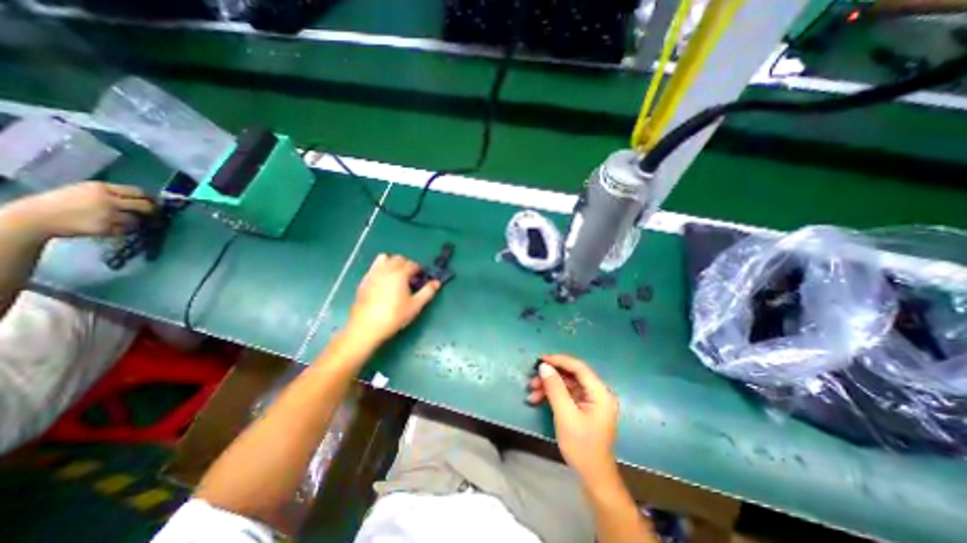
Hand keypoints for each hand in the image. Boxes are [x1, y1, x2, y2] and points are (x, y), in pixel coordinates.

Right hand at [1, 180, 154, 236]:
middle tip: (153, 214)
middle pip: (145, 206)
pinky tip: (116, 228)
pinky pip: (127, 229)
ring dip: (137, 222)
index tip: (152, 202)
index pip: (138, 192)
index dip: (147, 198)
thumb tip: (141, 198)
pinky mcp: (108, 228)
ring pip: (138, 219)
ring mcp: (109, 215)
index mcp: (101, 188)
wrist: (36, 217)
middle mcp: (108, 200)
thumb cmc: (61, 202)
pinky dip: (125, 229)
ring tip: (129, 221)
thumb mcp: (85, 190)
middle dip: (152, 210)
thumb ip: (111, 193)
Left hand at [346, 255, 440, 347]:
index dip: (419, 270)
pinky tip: (384, 282)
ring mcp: (373, 273)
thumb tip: (437, 282)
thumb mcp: (415, 306)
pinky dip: (382, 268)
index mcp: (400, 274)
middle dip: (407, 264)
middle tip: (411, 278)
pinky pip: (374, 267)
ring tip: (397, 276)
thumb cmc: (394, 316)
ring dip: (393, 263)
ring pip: (384, 259)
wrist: (366, 326)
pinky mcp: (364, 280)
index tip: (421, 278)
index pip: (412, 264)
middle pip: (399, 259)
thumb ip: (427, 292)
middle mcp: (386, 269)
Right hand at [529, 355, 617, 479]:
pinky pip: (566, 394)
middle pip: (572, 375)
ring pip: (567, 385)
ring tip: (531, 392)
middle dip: (551, 377)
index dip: (559, 360)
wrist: (592, 477)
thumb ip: (555, 388)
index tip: (541, 360)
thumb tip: (544, 366)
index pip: (579, 368)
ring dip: (549, 386)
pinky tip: (537, 399)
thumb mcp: (565, 415)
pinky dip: (552, 395)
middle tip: (533, 379)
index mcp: (600, 393)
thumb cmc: (581, 446)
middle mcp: (597, 393)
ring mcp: (590, 401)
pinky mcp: (583, 408)